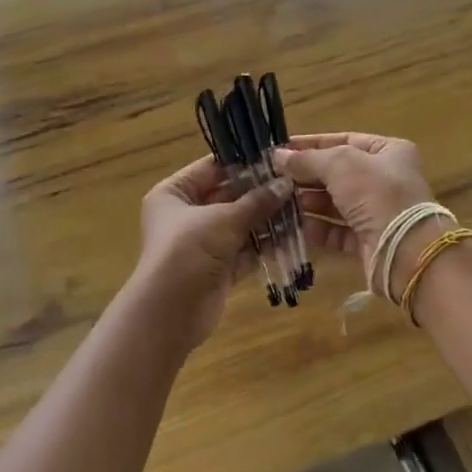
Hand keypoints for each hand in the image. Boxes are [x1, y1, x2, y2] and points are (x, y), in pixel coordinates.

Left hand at [136, 156, 292, 346]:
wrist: (170, 312)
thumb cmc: (189, 251)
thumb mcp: (224, 220)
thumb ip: (257, 201)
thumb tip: (287, 183)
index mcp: (174, 193)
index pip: (211, 169)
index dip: (243, 163)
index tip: (277, 159)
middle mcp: (185, 215)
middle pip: (227, 197)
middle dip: (260, 194)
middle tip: (296, 184)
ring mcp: (202, 244)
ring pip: (239, 225)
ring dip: (266, 220)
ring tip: (301, 208)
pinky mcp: (217, 269)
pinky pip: (244, 251)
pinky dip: (264, 245)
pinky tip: (293, 236)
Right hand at [275, 133, 438, 290]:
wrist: (405, 250)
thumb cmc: (377, 194)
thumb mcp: (340, 165)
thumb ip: (307, 159)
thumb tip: (278, 156)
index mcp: (389, 152)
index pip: (345, 141)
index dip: (312, 145)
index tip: (282, 151)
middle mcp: (386, 180)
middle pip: (338, 174)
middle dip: (307, 176)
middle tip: (275, 178)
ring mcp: (379, 212)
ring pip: (336, 204)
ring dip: (309, 202)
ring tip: (280, 201)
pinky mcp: (369, 241)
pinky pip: (338, 231)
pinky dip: (318, 229)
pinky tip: (295, 226)